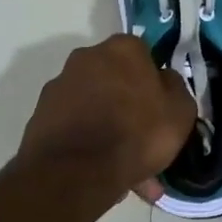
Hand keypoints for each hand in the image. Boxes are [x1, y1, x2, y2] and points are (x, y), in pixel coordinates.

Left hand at [16, 36, 197, 202]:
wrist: (75, 172)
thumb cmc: (136, 133)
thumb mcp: (180, 111)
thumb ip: (175, 88)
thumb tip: (164, 80)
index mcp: (122, 48)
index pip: (144, 55)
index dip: (153, 82)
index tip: (159, 107)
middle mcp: (87, 57)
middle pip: (115, 79)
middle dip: (128, 105)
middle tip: (143, 140)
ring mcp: (60, 85)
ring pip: (96, 106)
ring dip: (109, 128)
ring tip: (126, 169)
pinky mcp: (41, 115)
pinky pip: (76, 126)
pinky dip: (88, 143)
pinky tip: (103, 173)